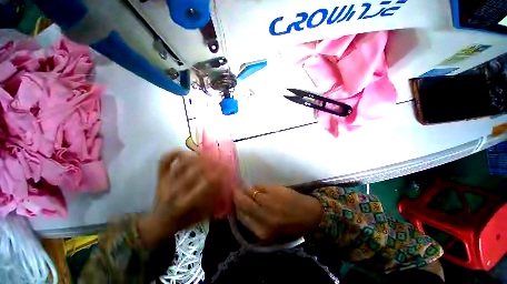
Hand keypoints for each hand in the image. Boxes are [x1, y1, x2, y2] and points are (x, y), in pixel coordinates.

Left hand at [139, 151, 234, 246]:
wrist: (159, 223)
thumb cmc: (183, 221)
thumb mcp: (201, 216)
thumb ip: (214, 202)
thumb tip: (226, 185)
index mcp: (185, 203)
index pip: (205, 184)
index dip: (218, 174)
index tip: (227, 168)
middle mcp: (174, 191)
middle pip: (194, 169)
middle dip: (210, 162)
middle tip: (220, 159)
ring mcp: (165, 182)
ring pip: (181, 163)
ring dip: (197, 156)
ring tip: (207, 155)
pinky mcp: (160, 177)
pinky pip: (164, 161)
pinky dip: (174, 153)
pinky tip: (187, 152)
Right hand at [234, 185, 322, 242]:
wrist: (309, 215)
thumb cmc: (291, 227)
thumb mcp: (271, 233)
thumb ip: (255, 223)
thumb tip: (242, 209)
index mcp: (262, 232)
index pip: (241, 218)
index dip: (236, 208)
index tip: (234, 203)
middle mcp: (263, 217)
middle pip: (242, 203)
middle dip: (236, 195)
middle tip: (234, 190)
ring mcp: (268, 201)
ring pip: (249, 192)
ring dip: (246, 189)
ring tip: (244, 187)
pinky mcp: (273, 190)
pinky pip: (258, 186)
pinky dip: (256, 186)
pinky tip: (257, 188)